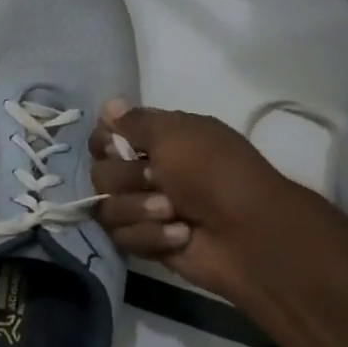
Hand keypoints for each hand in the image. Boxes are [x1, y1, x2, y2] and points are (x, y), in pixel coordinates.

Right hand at [88, 100, 301, 296]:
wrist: (247, 232)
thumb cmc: (214, 173)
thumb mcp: (176, 134)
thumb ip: (136, 121)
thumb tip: (108, 104)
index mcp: (155, 142)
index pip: (103, 139)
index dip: (104, 144)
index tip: (119, 147)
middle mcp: (144, 174)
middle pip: (100, 175)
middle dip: (127, 180)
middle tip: (157, 180)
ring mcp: (143, 210)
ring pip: (106, 209)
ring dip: (140, 209)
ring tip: (173, 213)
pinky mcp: (145, 242)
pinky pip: (122, 237)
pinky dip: (152, 236)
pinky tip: (180, 235)